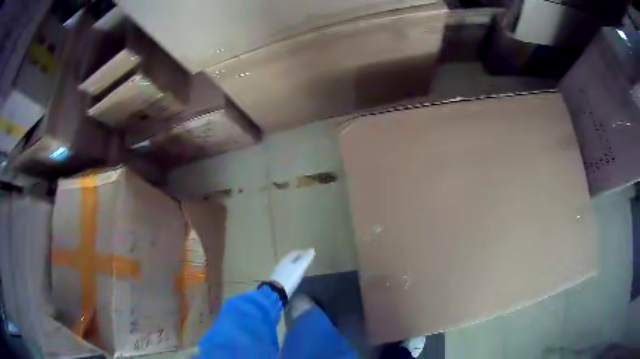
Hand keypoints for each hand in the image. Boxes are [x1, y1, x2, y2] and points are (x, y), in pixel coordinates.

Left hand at [269, 248, 314, 296]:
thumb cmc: (289, 278)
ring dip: (296, 266)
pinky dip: (293, 272)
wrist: (277, 292)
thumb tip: (311, 249)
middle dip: (299, 259)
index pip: (295, 252)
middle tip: (308, 261)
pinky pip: (287, 273)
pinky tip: (296, 277)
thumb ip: (306, 259)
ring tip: (303, 269)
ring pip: (289, 266)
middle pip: (291, 259)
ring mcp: (279, 272)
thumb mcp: (299, 268)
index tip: (311, 255)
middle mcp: (281, 264)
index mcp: (286, 259)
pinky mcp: (278, 280)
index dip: (303, 252)